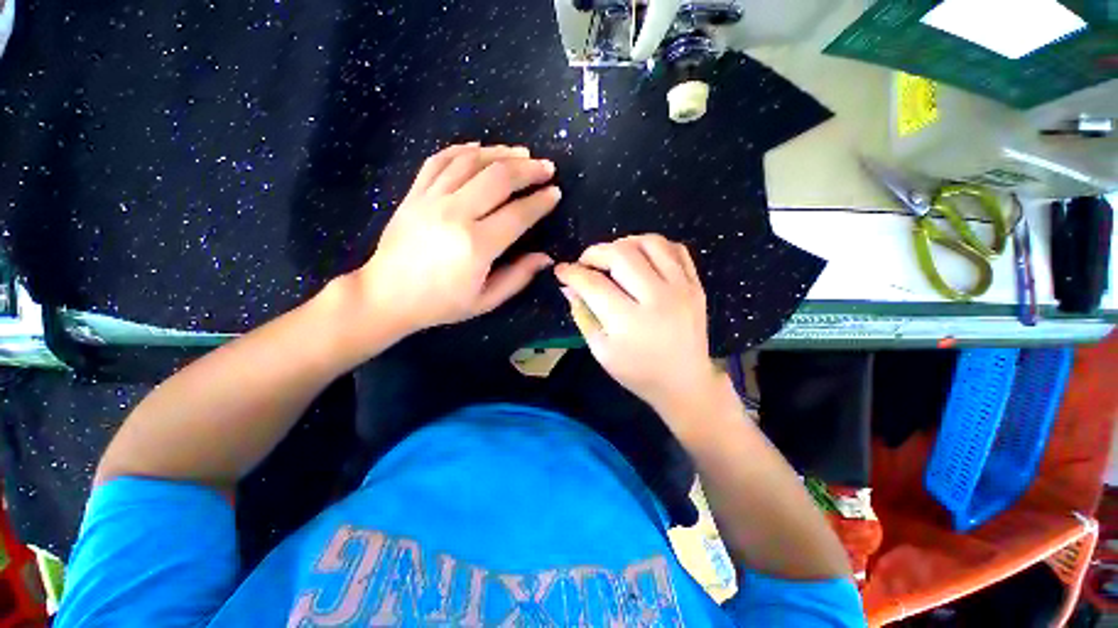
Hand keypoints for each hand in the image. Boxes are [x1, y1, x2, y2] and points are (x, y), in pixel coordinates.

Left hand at [349, 143, 560, 337]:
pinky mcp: (414, 193)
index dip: (540, 202)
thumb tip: (545, 257)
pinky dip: (462, 149)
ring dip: (500, 153)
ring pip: (470, 162)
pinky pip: (439, 160)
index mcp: (476, 246)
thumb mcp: (486, 300)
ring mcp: (431, 200)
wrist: (386, 295)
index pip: (518, 214)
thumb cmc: (441, 303)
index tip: (555, 193)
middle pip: (498, 178)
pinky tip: (479, 148)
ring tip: (521, 153)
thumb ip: (518, 277)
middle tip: (546, 168)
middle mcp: (455, 215)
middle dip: (528, 170)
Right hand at [554, 234, 720, 417]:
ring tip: (614, 258)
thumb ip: (582, 315)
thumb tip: (568, 286)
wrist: (684, 383)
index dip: (572, 272)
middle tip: (586, 263)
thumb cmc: (637, 372)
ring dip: (624, 243)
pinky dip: (654, 246)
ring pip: (650, 242)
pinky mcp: (697, 285)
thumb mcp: (601, 351)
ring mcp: (682, 289)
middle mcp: (657, 299)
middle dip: (595, 252)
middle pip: (621, 254)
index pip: (593, 284)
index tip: (562, 270)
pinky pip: (676, 249)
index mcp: (629, 322)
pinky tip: (642, 259)